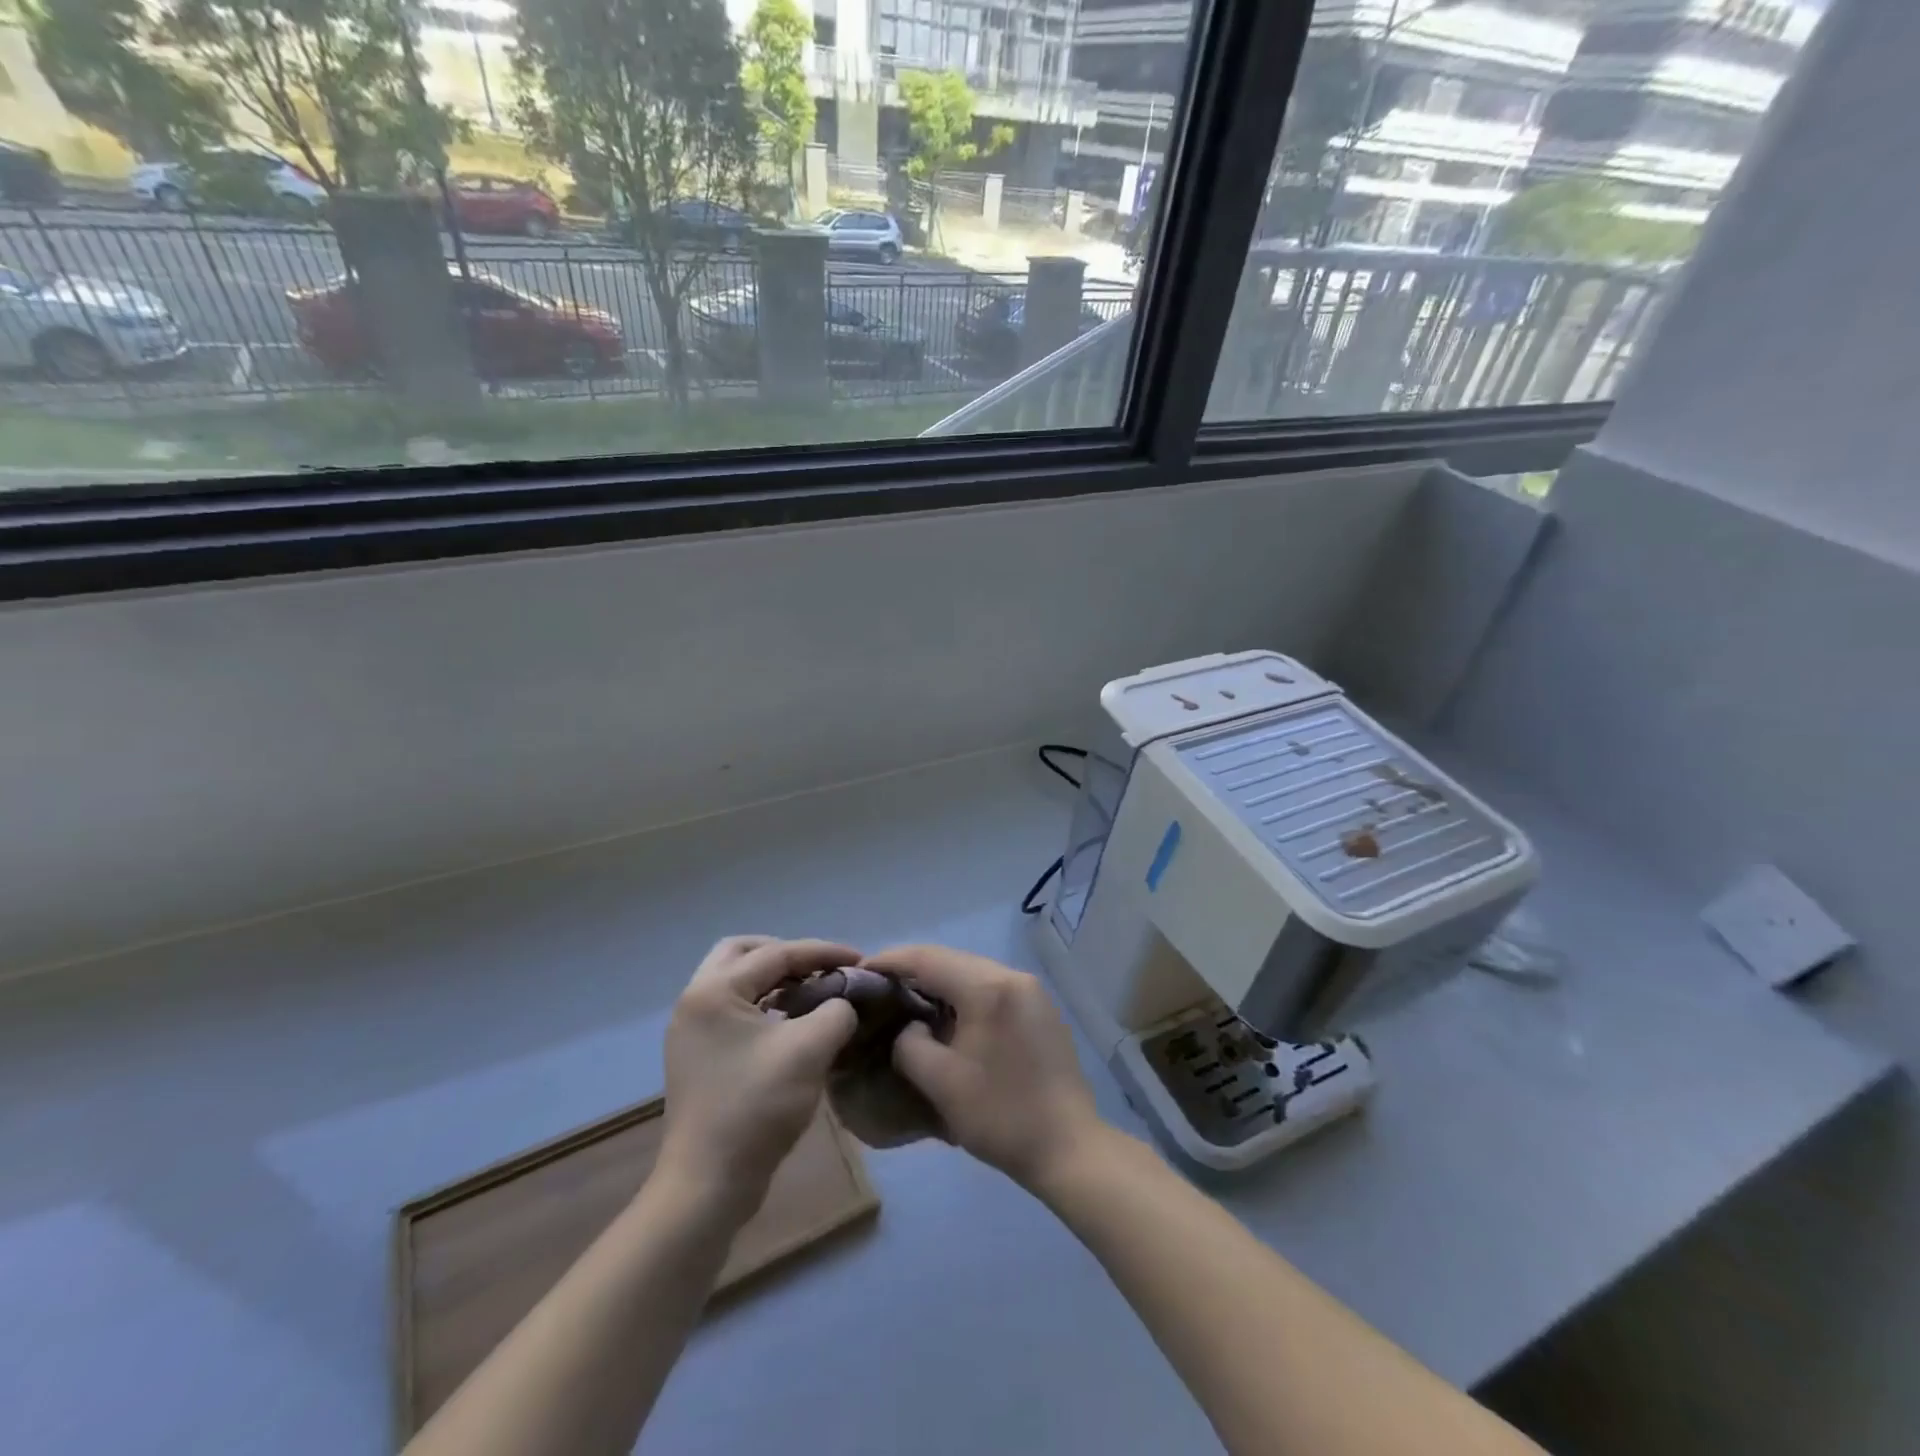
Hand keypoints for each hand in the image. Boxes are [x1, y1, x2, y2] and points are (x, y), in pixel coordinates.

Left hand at [658, 937, 859, 1217]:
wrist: (707, 1185)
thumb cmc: (756, 1108)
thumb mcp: (810, 1050)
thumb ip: (836, 1011)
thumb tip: (842, 1003)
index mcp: (715, 991)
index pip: (776, 953)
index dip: (823, 952)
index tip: (860, 959)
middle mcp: (695, 1001)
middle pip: (742, 953)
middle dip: (785, 954)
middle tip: (820, 968)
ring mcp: (691, 1030)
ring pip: (735, 981)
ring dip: (774, 979)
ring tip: (811, 993)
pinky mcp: (697, 1056)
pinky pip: (733, 1009)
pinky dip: (763, 1004)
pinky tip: (791, 1023)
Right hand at [863, 944, 1101, 1190]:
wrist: (1069, 1148)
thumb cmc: (1001, 1116)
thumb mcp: (940, 1083)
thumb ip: (910, 1044)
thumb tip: (910, 1028)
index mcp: (987, 987)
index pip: (928, 958)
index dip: (890, 960)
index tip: (861, 971)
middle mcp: (1012, 976)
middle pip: (952, 959)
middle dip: (913, 969)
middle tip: (880, 988)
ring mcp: (1032, 991)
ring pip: (973, 972)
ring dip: (940, 982)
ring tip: (909, 1002)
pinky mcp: (1041, 1009)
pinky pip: (992, 988)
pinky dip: (965, 995)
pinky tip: (950, 1017)